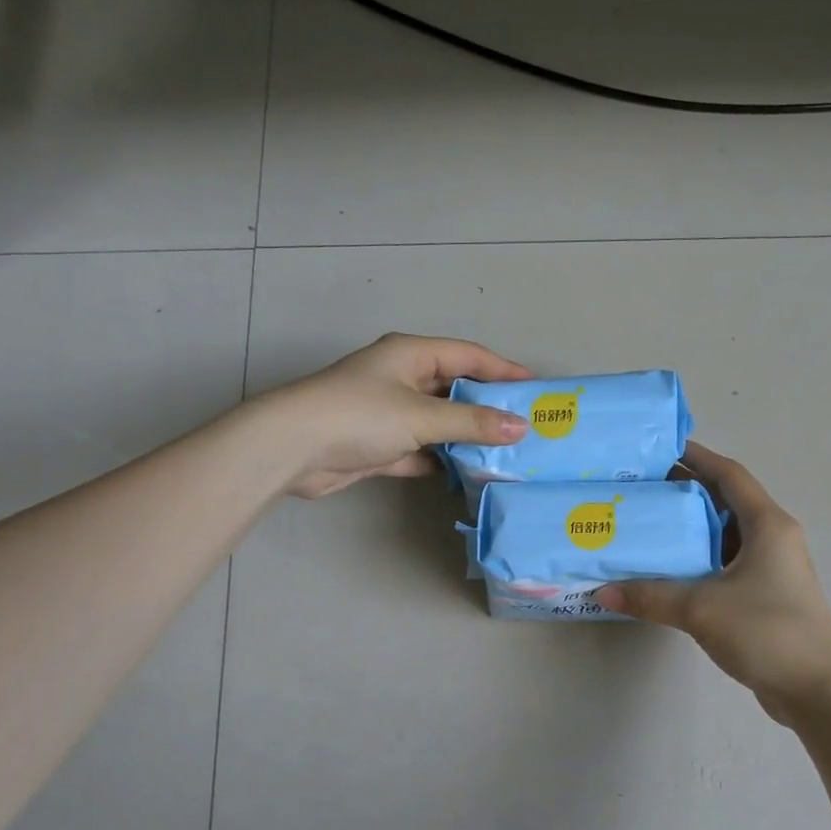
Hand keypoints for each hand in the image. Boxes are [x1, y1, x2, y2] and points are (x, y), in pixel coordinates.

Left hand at [258, 333, 532, 498]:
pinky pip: (422, 451)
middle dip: (489, 408)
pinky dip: (442, 461)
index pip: (469, 356)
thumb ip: (472, 424)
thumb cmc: (359, 415)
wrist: (293, 449)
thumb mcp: (421, 416)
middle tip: (528, 426)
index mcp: (411, 355)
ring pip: (440, 423)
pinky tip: (468, 474)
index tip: (538, 389)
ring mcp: (390, 414)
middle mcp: (402, 378)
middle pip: (456, 390)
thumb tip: (521, 428)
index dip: (504, 370)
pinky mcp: (380, 446)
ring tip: (507, 454)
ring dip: (467, 438)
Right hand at [598, 443, 830, 723]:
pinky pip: (725, 563)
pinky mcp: (765, 594)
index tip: (659, 449)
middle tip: (639, 488)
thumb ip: (650, 596)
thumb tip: (601, 591)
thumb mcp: (702, 608)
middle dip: (684, 491)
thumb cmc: (767, 632)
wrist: (817, 691)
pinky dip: (697, 559)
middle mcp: (773, 537)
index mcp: (767, 525)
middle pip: (724, 501)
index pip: (729, 475)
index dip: (697, 456)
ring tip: (646, 524)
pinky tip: (667, 570)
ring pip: (724, 534)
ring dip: (689, 527)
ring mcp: (771, 568)